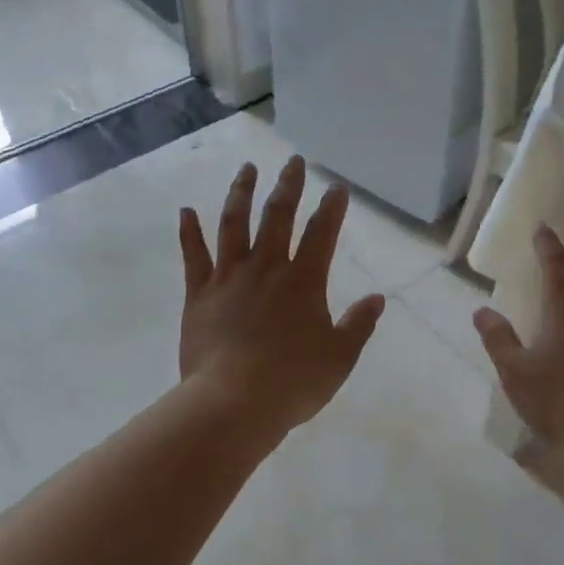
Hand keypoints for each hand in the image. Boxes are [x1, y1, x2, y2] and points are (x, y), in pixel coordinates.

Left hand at [178, 157, 385, 436]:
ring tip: (247, 169)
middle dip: (288, 185)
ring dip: (241, 193)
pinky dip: (189, 232)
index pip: (322, 233)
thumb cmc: (293, 382)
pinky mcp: (198, 295)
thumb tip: (378, 298)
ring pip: (234, 224)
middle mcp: (266, 268)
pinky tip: (185, 210)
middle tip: (293, 161)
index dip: (332, 208)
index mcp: (304, 281)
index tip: (337, 187)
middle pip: (278, 216)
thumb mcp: (340, 358)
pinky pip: (193, 257)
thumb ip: (359, 324)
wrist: (233, 403)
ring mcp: (229, 278)